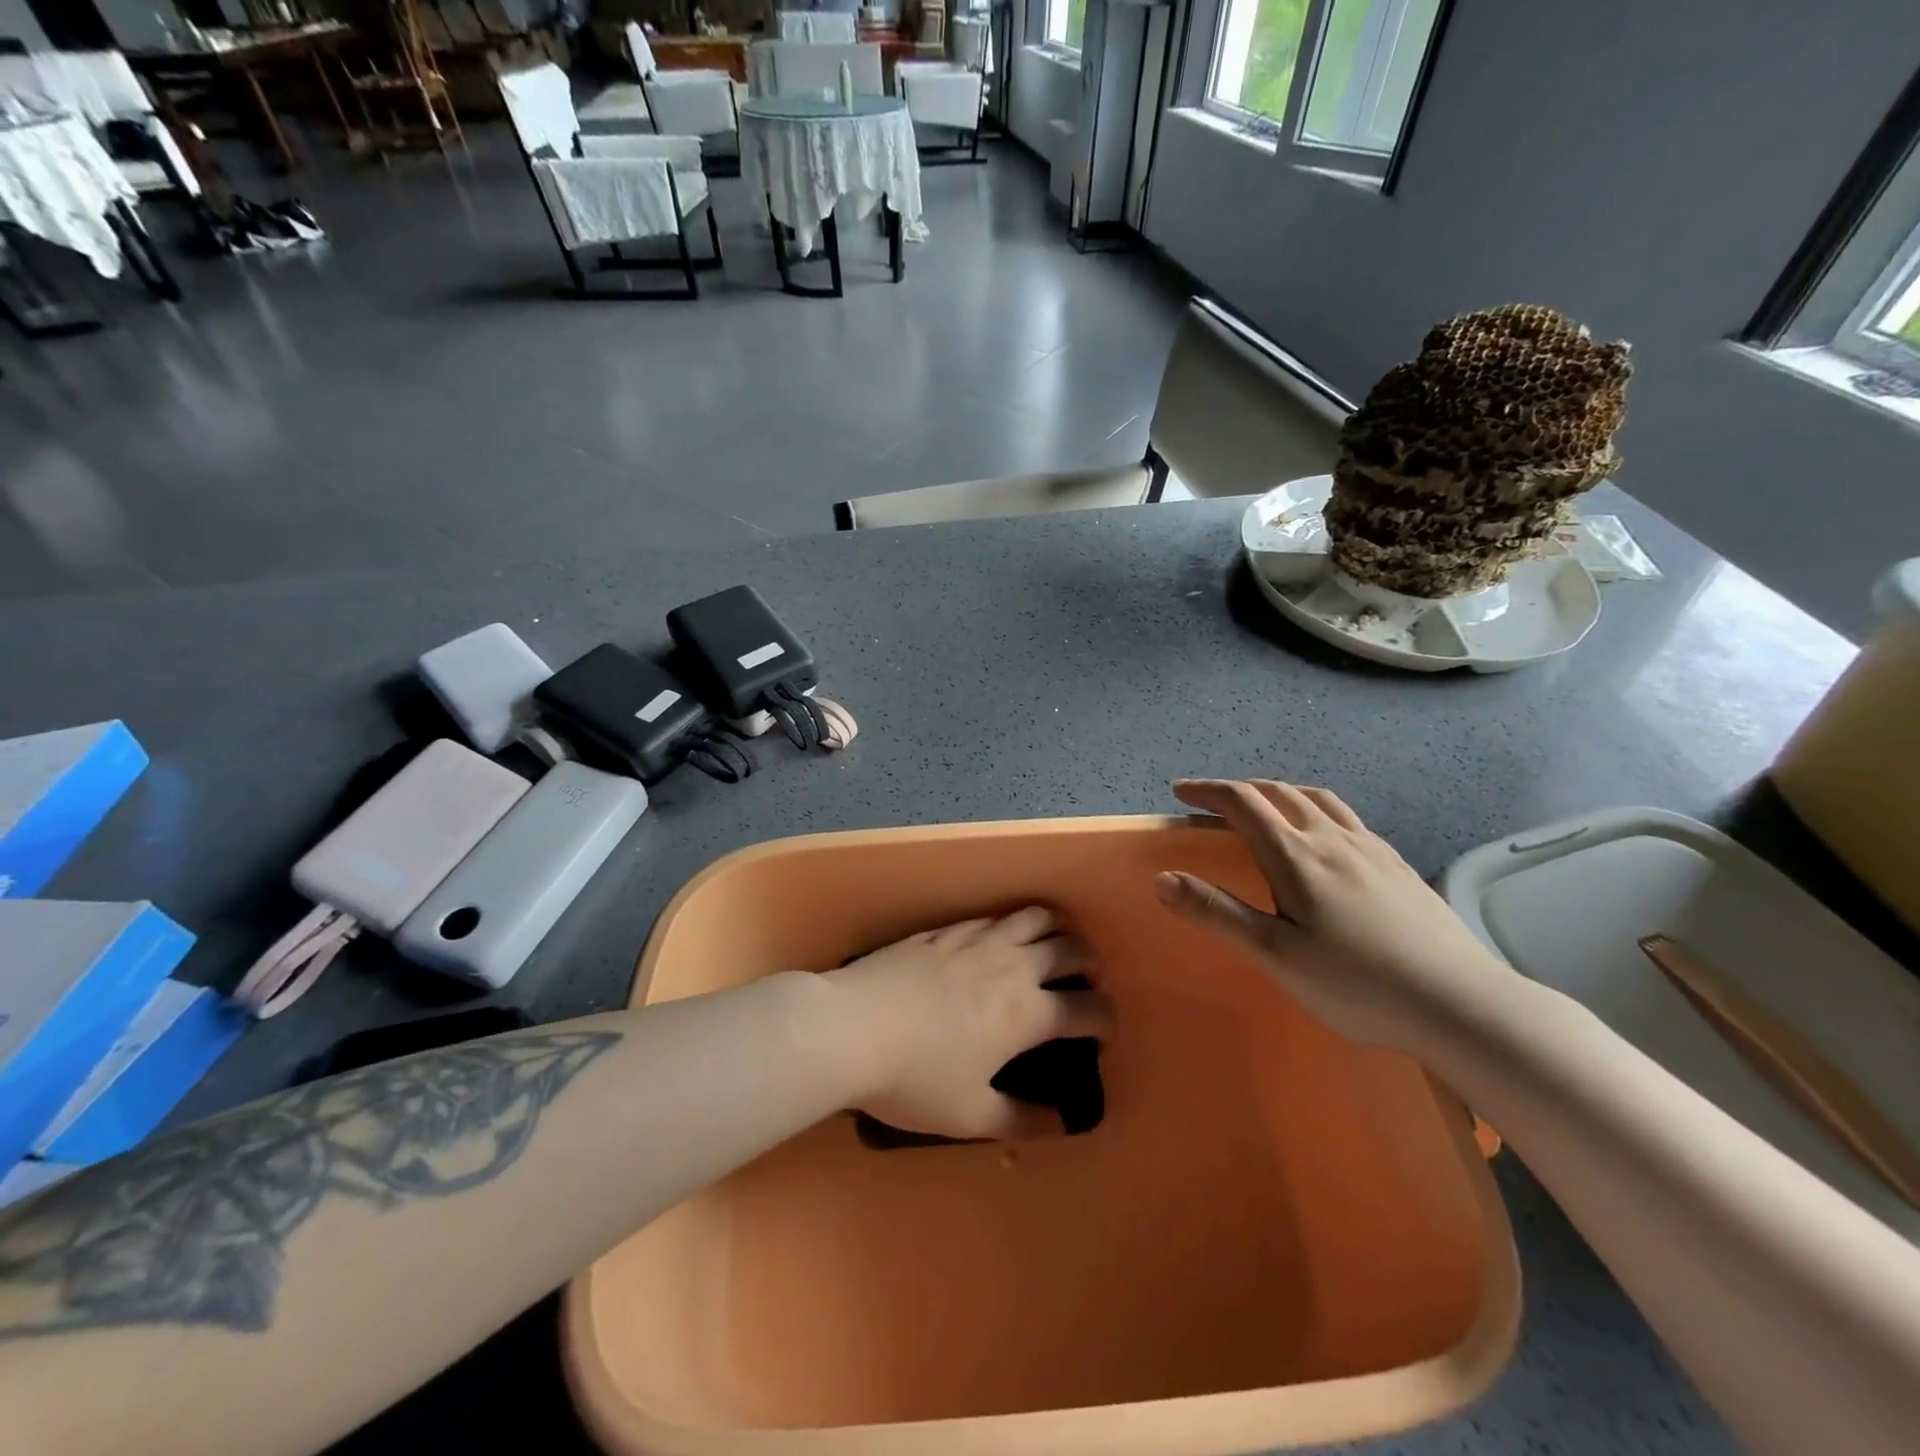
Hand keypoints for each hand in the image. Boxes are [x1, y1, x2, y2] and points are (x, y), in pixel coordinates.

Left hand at [821, 908, 1112, 1140]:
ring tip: (1053, 945)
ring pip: (1033, 917)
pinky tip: (997, 940)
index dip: (1105, 1019)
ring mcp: (976, 940)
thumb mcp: (970, 1116)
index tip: (1102, 1032)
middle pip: (1070, 948)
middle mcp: (1011, 966)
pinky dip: (1009, 925)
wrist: (850, 1028)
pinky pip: (991, 917)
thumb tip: (1061, 1123)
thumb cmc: (914, 1079)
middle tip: (1085, 980)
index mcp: (1027, 1012)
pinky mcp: (944, 930)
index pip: (1088, 1007)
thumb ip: (1022, 1119)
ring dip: (1055, 929)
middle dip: (1089, 962)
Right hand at [1155, 778, 1519, 1050]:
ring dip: (1280, 793)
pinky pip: (1347, 818)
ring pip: (1317, 799)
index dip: (1208, 791)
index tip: (1181, 792)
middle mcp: (1332, 839)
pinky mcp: (1398, 865)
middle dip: (1240, 790)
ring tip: (1265, 806)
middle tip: (1213, 801)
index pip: (1243, 803)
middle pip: (1280, 793)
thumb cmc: (1358, 984)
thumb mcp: (1276, 955)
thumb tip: (1162, 878)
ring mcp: (1371, 849)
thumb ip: (1217, 913)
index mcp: (1296, 856)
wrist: (1462, 1004)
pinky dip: (1317, 810)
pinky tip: (1325, 838)